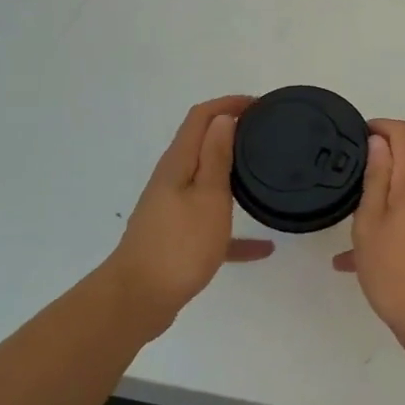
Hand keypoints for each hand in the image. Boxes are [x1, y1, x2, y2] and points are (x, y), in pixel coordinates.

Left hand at [110, 96, 273, 334]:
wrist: (138, 300)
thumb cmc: (180, 244)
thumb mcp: (208, 196)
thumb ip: (216, 157)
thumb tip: (222, 117)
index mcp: (178, 164)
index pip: (200, 117)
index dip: (228, 104)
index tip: (259, 104)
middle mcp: (171, 180)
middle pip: (201, 145)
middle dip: (231, 132)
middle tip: (265, 134)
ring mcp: (171, 210)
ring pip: (205, 181)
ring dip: (231, 172)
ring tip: (263, 175)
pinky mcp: (176, 238)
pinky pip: (210, 224)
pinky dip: (234, 229)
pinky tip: (263, 249)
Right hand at [333, 120, 404, 344]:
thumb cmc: (397, 270)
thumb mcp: (371, 223)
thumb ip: (375, 179)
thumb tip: (379, 142)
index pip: (404, 133)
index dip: (379, 127)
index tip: (354, 137)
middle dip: (377, 164)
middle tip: (345, 182)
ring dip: (380, 199)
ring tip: (346, 223)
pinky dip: (389, 225)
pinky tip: (355, 259)